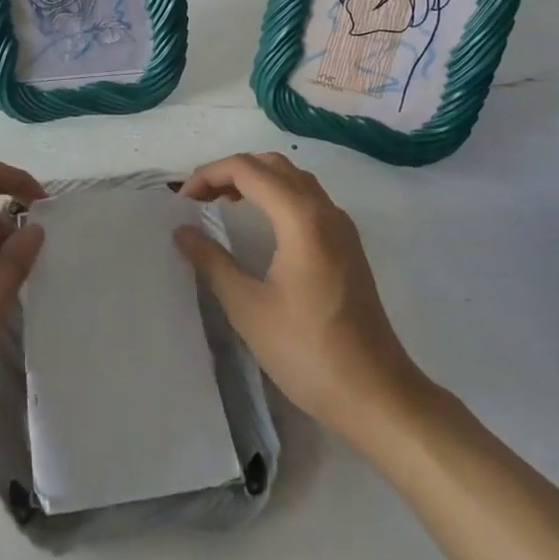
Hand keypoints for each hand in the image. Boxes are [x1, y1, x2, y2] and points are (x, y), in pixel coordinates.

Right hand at [175, 152, 424, 444]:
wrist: (377, 395)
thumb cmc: (309, 352)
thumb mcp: (249, 308)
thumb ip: (213, 263)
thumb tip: (182, 231)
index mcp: (301, 218)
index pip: (248, 170)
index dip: (209, 175)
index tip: (182, 202)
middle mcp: (325, 211)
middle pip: (273, 165)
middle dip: (232, 171)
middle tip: (199, 197)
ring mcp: (342, 227)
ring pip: (294, 179)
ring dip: (257, 180)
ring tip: (223, 203)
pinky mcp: (348, 246)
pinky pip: (309, 199)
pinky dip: (278, 195)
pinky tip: (262, 224)